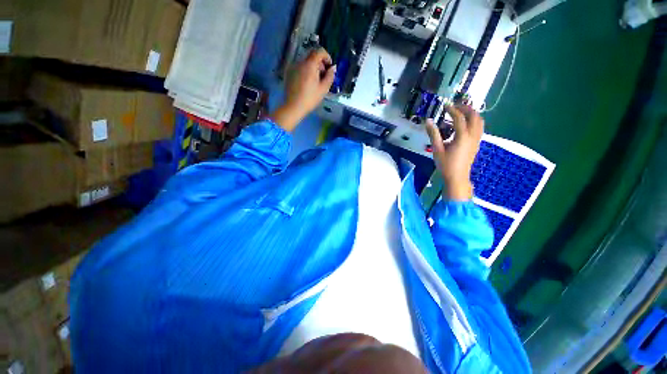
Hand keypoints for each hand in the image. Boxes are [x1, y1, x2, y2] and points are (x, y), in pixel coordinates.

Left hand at [271, 48, 336, 131]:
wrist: (294, 106)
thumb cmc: (310, 98)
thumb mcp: (323, 89)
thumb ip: (330, 76)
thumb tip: (333, 68)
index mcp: (310, 65)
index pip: (319, 51)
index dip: (327, 57)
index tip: (329, 67)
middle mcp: (300, 62)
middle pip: (312, 56)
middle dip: (320, 63)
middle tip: (324, 76)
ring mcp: (293, 67)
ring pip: (306, 62)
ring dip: (313, 68)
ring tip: (316, 82)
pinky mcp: (289, 73)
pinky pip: (300, 68)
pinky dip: (306, 72)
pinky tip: (307, 84)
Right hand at [425, 105, 484, 200]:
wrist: (457, 177)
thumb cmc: (445, 164)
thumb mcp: (437, 149)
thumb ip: (433, 134)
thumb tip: (428, 121)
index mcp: (462, 137)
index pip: (459, 118)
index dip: (452, 110)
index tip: (445, 106)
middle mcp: (472, 135)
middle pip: (474, 116)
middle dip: (465, 108)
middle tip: (455, 107)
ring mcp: (477, 139)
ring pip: (479, 121)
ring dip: (472, 114)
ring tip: (461, 113)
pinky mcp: (477, 143)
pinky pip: (479, 127)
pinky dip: (474, 121)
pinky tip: (465, 125)